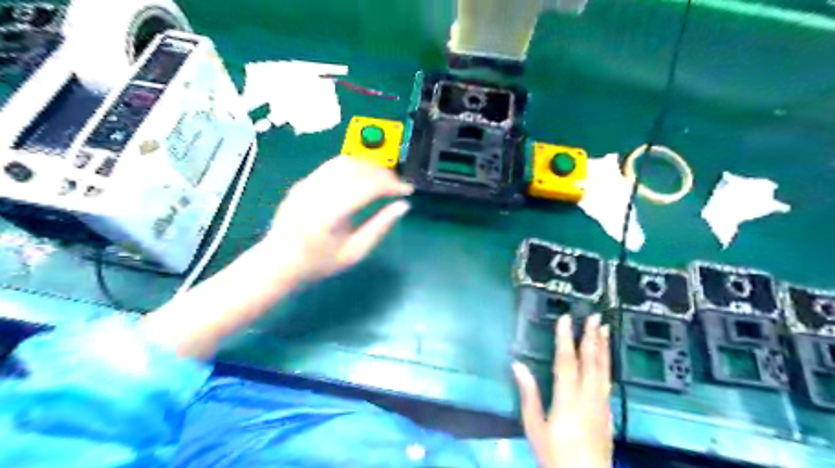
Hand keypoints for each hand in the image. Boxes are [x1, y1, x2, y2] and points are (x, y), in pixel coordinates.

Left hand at [261, 156, 411, 283]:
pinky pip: (332, 165)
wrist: (277, 262)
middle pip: (358, 166)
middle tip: (397, 184)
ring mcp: (307, 183)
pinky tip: (362, 179)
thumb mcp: (355, 253)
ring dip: (369, 165)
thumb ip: (380, 227)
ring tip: (383, 178)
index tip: (408, 190)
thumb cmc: (319, 263)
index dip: (393, 184)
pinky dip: (354, 166)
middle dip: (384, 171)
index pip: (369, 186)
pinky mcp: (303, 181)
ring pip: (345, 160)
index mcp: (330, 213)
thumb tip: (403, 206)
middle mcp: (317, 191)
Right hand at [510, 313, 611, 467]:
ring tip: (605, 329)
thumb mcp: (535, 427)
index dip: (565, 338)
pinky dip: (606, 364)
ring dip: (603, 347)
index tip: (565, 318)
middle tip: (595, 317)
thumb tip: (517, 365)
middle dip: (592, 337)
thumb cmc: (555, 454)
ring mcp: (601, 404)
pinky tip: (605, 359)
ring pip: (604, 369)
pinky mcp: (608, 413)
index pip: (567, 361)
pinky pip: (607, 381)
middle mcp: (588, 397)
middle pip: (591, 362)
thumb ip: (528, 394)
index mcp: (568, 399)